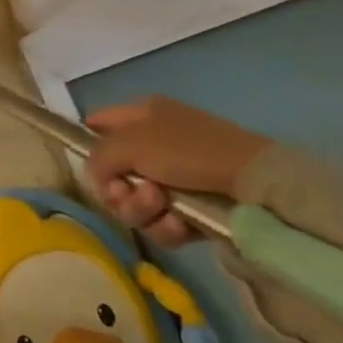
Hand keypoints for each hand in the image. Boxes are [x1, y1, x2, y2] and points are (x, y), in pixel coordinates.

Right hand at [83, 96, 273, 247]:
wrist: (255, 187)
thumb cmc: (189, 151)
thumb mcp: (132, 142)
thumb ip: (99, 156)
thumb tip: (95, 177)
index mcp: (141, 115)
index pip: (97, 126)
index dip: (87, 146)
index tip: (91, 168)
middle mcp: (154, 145)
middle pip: (112, 174)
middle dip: (117, 189)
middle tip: (127, 193)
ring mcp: (174, 179)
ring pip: (134, 203)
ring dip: (140, 209)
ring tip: (161, 206)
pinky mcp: (192, 212)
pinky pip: (161, 224)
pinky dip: (165, 227)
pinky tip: (179, 224)